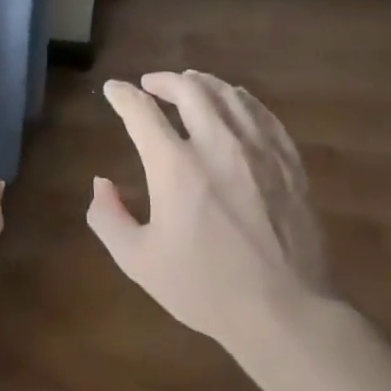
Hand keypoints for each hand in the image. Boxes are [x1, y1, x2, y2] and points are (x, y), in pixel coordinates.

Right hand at [86, 70, 329, 353]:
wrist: (284, 310)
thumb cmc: (204, 287)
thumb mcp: (138, 260)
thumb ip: (108, 217)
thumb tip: (101, 183)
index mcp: (175, 167)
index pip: (141, 112)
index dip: (122, 95)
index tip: (113, 91)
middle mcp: (217, 145)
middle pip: (190, 90)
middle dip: (164, 80)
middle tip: (150, 84)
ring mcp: (259, 151)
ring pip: (230, 95)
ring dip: (203, 84)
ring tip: (190, 84)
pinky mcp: (289, 163)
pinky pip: (264, 115)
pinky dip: (242, 100)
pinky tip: (236, 103)